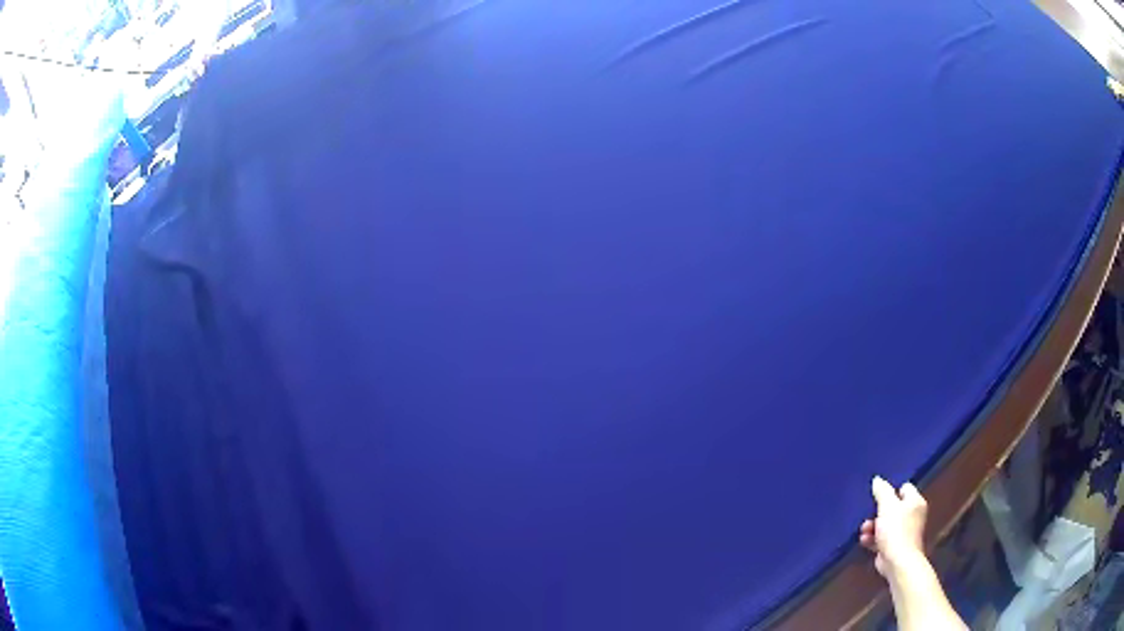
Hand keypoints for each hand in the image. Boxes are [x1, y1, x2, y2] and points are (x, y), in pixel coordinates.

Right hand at [859, 476, 927, 577]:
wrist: (898, 561)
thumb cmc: (896, 530)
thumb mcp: (887, 506)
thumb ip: (882, 491)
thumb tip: (877, 479)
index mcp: (915, 502)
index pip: (904, 488)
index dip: (891, 491)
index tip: (878, 497)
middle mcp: (912, 515)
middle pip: (893, 507)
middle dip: (878, 512)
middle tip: (868, 515)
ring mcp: (904, 532)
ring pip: (886, 524)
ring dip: (873, 527)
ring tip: (863, 531)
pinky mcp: (894, 546)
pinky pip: (882, 538)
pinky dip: (873, 539)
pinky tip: (864, 541)